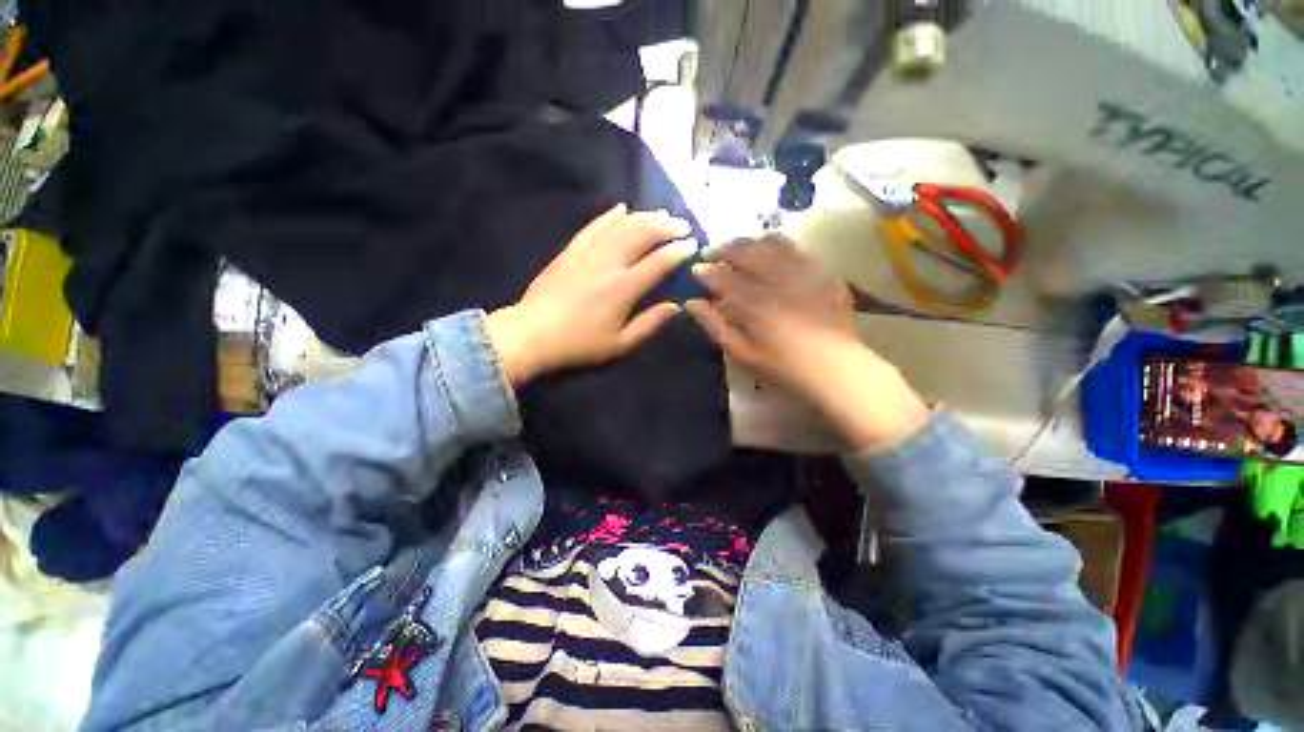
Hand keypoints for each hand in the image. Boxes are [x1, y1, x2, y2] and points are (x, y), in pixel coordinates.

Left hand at [486, 204, 696, 386]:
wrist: (533, 333)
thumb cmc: (580, 343)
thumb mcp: (620, 344)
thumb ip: (649, 324)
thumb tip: (675, 307)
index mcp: (623, 289)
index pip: (658, 262)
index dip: (678, 251)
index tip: (692, 245)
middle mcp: (608, 264)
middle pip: (641, 235)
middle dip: (666, 227)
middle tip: (682, 226)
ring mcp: (587, 253)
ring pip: (620, 226)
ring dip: (644, 217)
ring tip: (662, 214)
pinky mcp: (571, 250)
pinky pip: (593, 226)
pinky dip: (609, 215)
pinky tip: (622, 208)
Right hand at [686, 235, 927, 450]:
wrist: (835, 367)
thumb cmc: (783, 365)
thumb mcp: (742, 352)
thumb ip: (715, 325)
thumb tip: (691, 304)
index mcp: (754, 303)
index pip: (722, 277)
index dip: (706, 271)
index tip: (696, 269)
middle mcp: (777, 280)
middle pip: (744, 251)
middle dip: (722, 248)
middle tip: (710, 252)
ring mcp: (802, 272)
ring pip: (769, 243)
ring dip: (747, 241)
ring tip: (737, 248)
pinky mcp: (821, 271)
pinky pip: (795, 248)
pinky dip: (775, 244)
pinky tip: (768, 250)